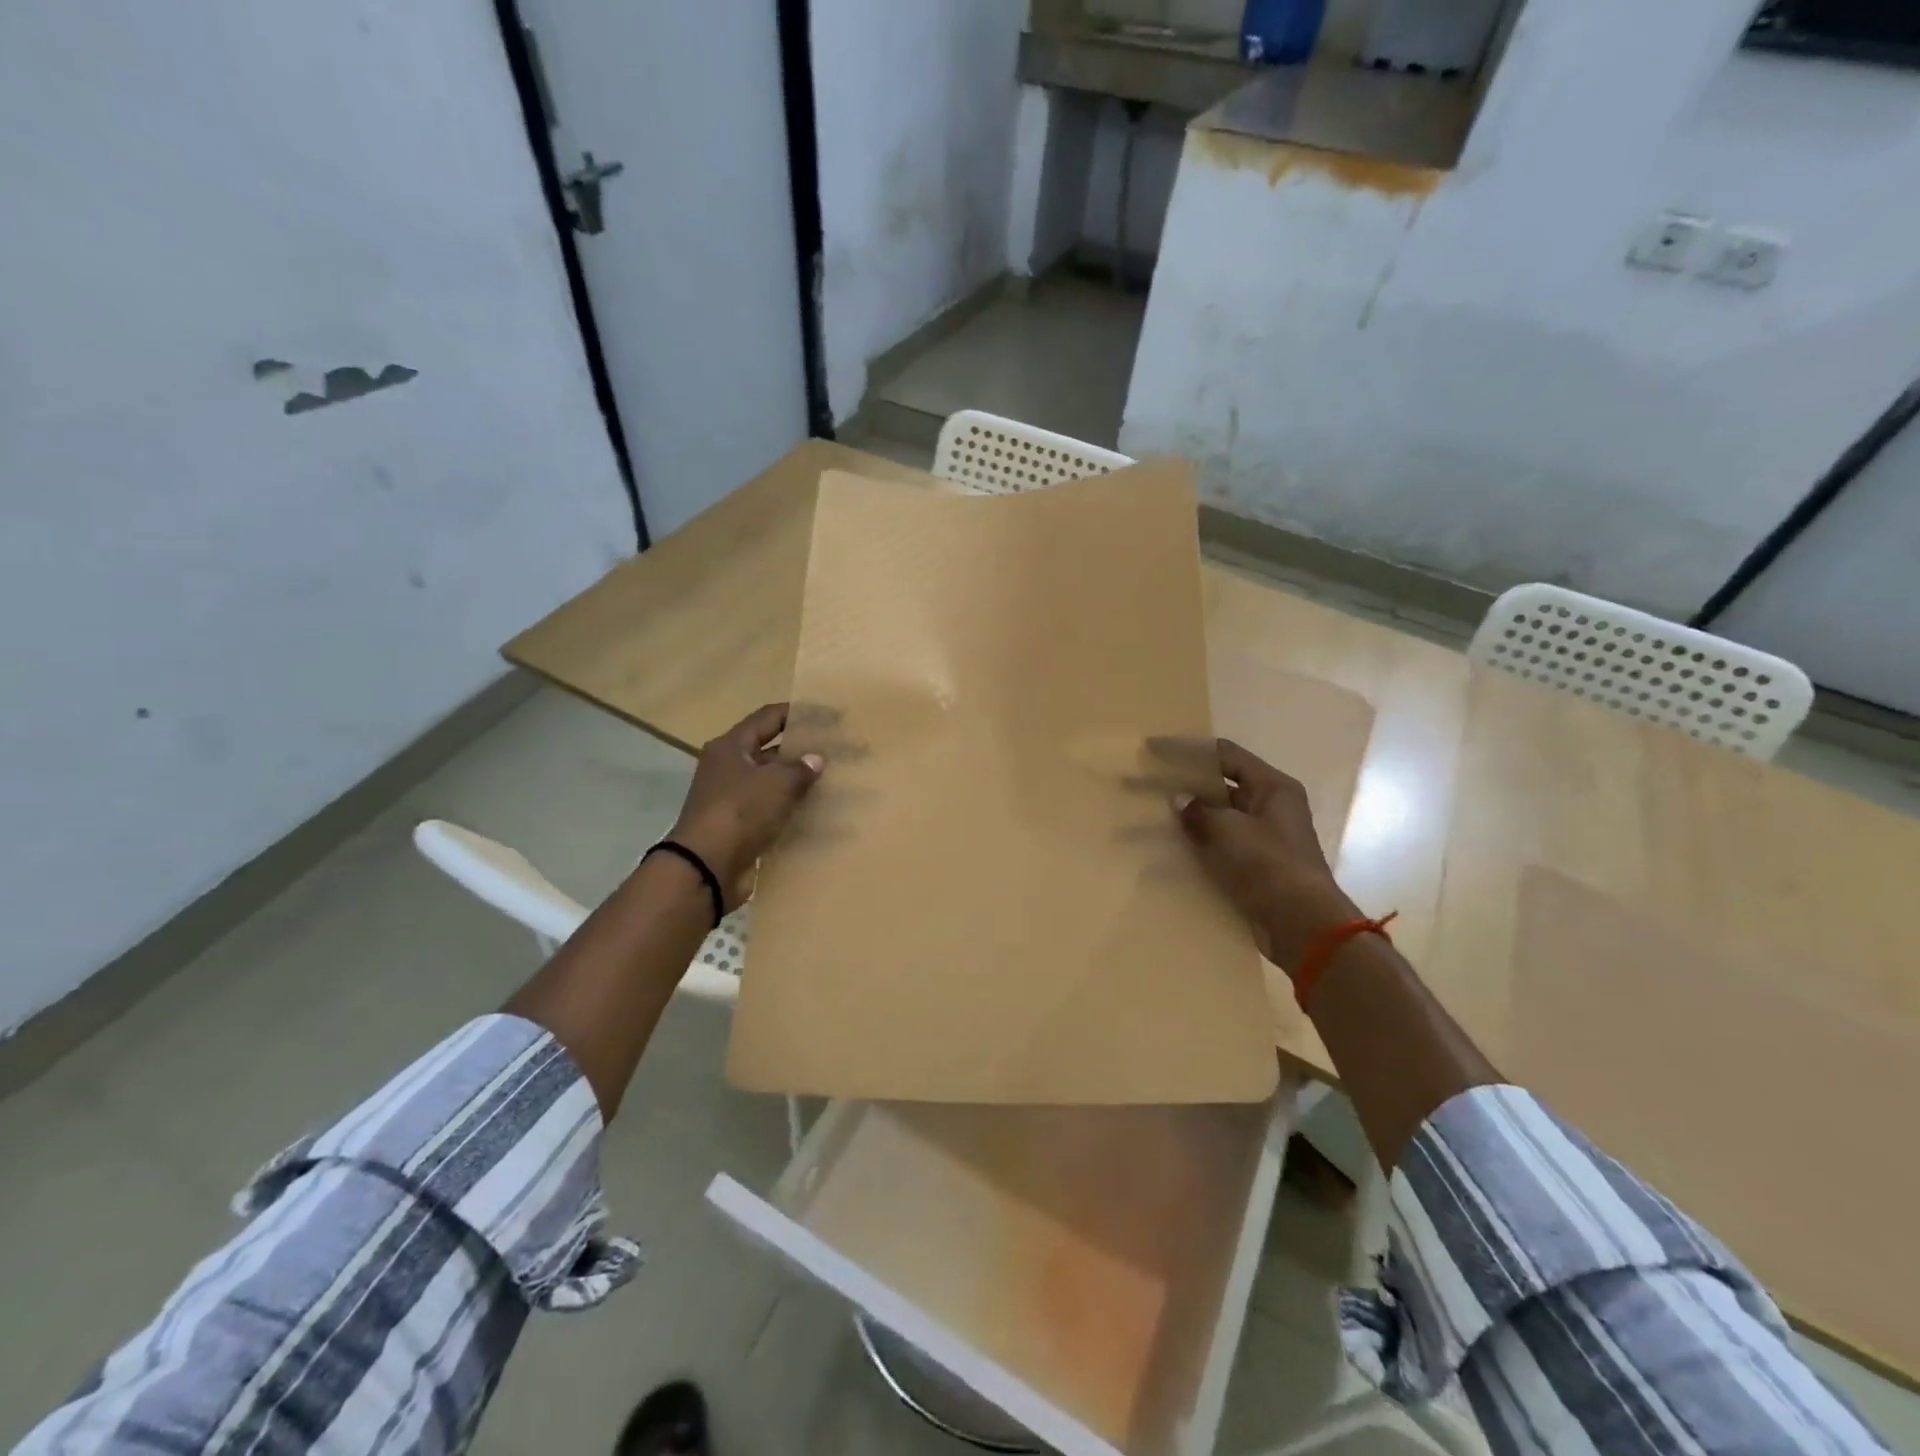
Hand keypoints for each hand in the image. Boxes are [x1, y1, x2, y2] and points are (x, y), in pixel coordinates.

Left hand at [667, 704, 823, 909]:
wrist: (707, 867)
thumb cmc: (740, 811)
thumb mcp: (776, 783)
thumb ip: (800, 768)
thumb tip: (816, 759)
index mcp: (731, 747)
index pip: (769, 717)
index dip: (799, 713)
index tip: (830, 716)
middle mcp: (729, 768)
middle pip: (771, 751)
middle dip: (803, 751)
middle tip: (838, 751)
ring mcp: (734, 799)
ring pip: (773, 783)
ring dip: (800, 783)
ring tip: (836, 782)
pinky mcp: (741, 827)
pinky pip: (772, 811)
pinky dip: (793, 811)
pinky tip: (820, 813)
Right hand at [1173, 739, 1358, 973]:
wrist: (1300, 925)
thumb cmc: (1269, 864)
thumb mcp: (1229, 830)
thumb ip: (1199, 811)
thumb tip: (1179, 799)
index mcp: (1272, 787)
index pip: (1226, 754)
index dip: (1189, 750)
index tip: (1154, 750)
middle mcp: (1270, 806)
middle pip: (1221, 785)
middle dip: (1185, 784)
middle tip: (1147, 784)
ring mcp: (1262, 837)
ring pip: (1218, 816)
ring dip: (1189, 816)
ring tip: (1150, 815)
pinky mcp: (1254, 865)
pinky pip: (1219, 844)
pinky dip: (1197, 843)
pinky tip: (1168, 847)